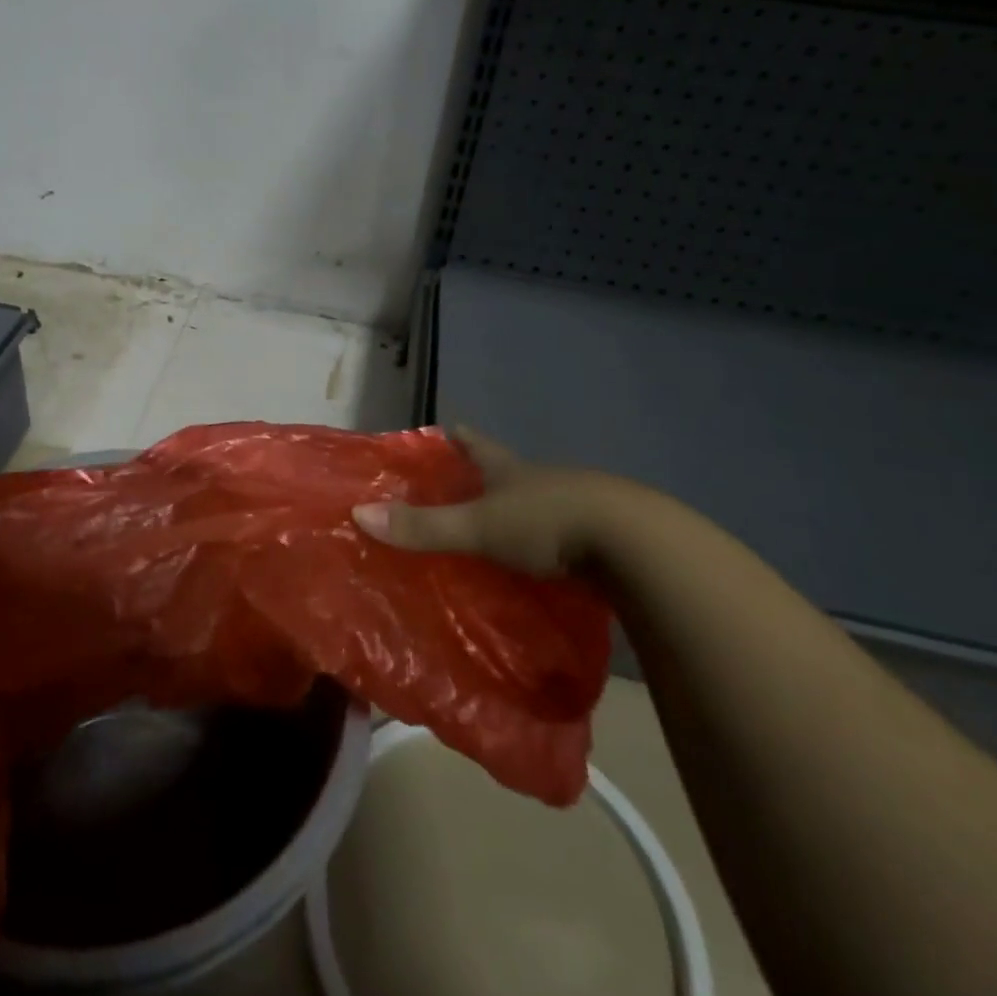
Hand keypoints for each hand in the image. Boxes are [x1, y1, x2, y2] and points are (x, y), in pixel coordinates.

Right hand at [352, 429, 649, 575]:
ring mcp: (574, 506)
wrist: (638, 545)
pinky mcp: (599, 538)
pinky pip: (560, 537)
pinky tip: (533, 565)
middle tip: (451, 491)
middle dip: (479, 477)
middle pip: (503, 471)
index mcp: (508, 468)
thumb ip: (424, 526)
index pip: (473, 442)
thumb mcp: (479, 526)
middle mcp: (539, 480)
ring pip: (533, 504)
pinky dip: (542, 546)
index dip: (454, 436)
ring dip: (512, 513)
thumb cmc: (549, 522)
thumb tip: (358, 514)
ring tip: (487, 533)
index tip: (438, 430)